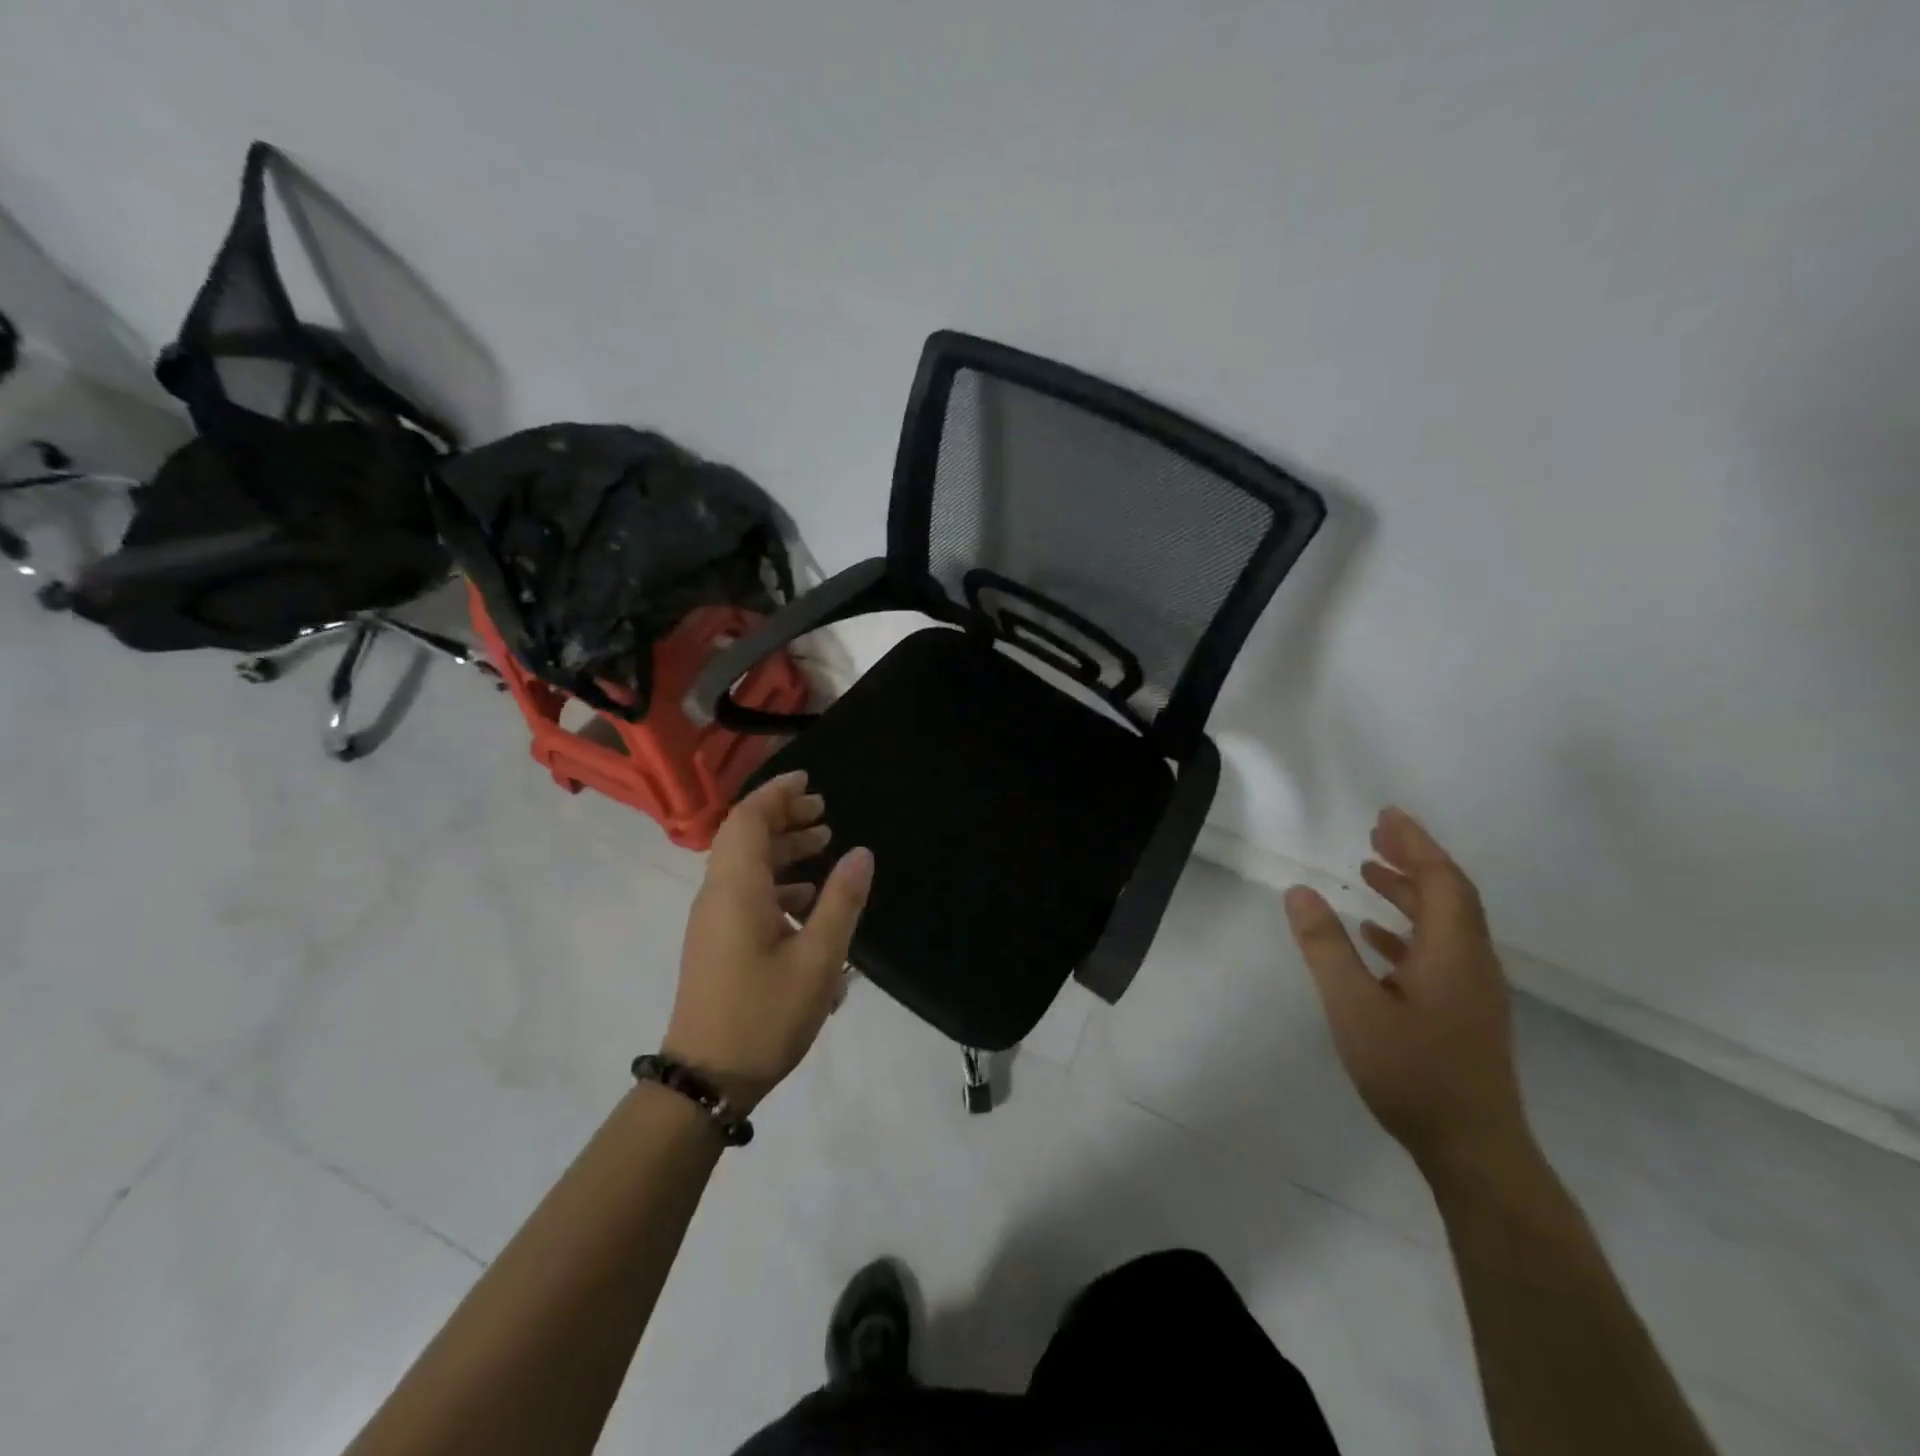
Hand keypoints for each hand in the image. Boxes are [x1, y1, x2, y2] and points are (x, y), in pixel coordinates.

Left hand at [663, 771, 873, 1110]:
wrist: (706, 1079)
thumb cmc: (764, 1015)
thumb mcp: (818, 959)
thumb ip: (841, 902)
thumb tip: (860, 853)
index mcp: (737, 889)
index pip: (748, 820)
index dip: (777, 793)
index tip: (809, 780)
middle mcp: (718, 895)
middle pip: (744, 837)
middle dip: (783, 817)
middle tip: (823, 812)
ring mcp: (713, 920)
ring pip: (744, 865)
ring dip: (781, 848)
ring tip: (823, 845)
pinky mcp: (716, 942)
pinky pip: (744, 892)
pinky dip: (775, 880)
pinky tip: (807, 899)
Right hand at [1283, 807, 1530, 1176]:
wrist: (1473, 1150)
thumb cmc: (1412, 1072)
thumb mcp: (1354, 1006)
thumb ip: (1326, 947)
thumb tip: (1299, 892)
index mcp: (1452, 952)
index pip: (1440, 880)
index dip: (1415, 843)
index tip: (1386, 815)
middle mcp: (1471, 961)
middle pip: (1449, 895)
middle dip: (1414, 859)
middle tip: (1376, 833)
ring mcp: (1472, 989)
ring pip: (1444, 923)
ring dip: (1409, 892)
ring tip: (1369, 871)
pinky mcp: (1465, 1012)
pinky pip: (1439, 951)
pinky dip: (1409, 929)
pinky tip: (1377, 935)